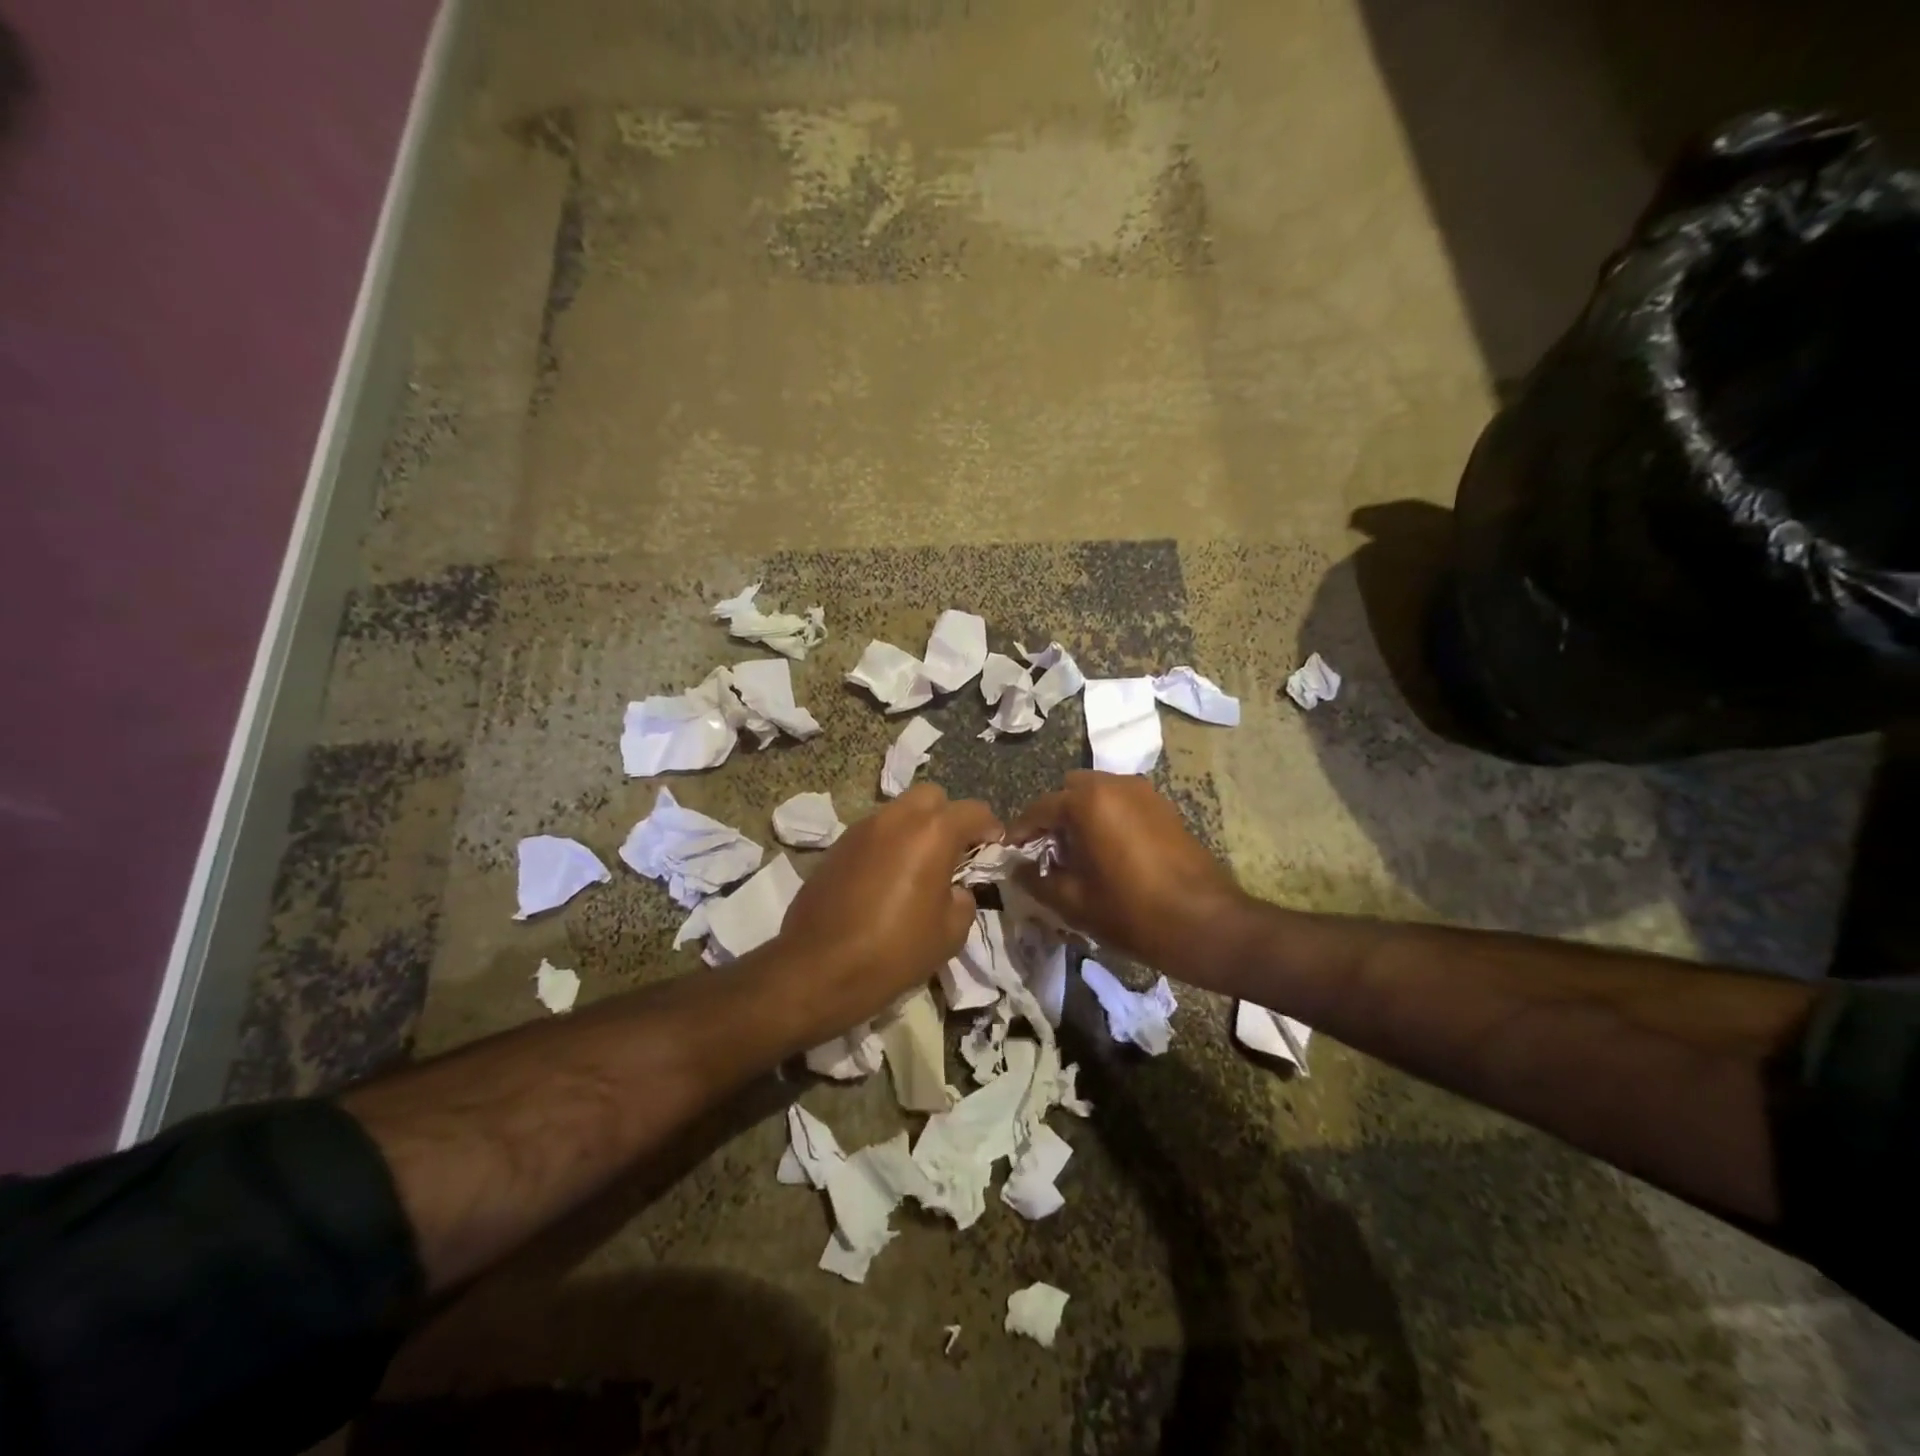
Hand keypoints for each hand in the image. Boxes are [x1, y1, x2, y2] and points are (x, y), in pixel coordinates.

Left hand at [777, 784, 1001, 1030]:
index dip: (990, 827)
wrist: (817, 968)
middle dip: (948, 817)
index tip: (994, 847)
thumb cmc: (894, 951)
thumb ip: (963, 900)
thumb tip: (955, 890)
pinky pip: (873, 832)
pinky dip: (887, 844)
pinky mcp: (836, 847)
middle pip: (932, 796)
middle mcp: (896, 819)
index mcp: (932, 833)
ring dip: (915, 829)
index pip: (973, 811)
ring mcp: (861, 829)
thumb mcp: (949, 934)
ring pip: (899, 811)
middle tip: (953, 852)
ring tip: (918, 866)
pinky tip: (886, 879)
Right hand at [1010, 771, 1245, 976]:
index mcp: (1088, 802)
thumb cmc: (1132, 912)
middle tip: (1048, 853)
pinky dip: (1107, 818)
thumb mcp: (1074, 902)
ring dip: (1081, 816)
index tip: (1010, 853)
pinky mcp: (1164, 807)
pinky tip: (1109, 853)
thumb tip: (1017, 869)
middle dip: (1054, 817)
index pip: (1039, 808)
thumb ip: (1037, 880)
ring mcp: (1144, 793)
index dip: (1020, 832)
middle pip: (1070, 792)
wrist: (1206, 924)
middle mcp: (1115, 784)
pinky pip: (1122, 803)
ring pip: (1098, 794)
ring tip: (1078, 855)